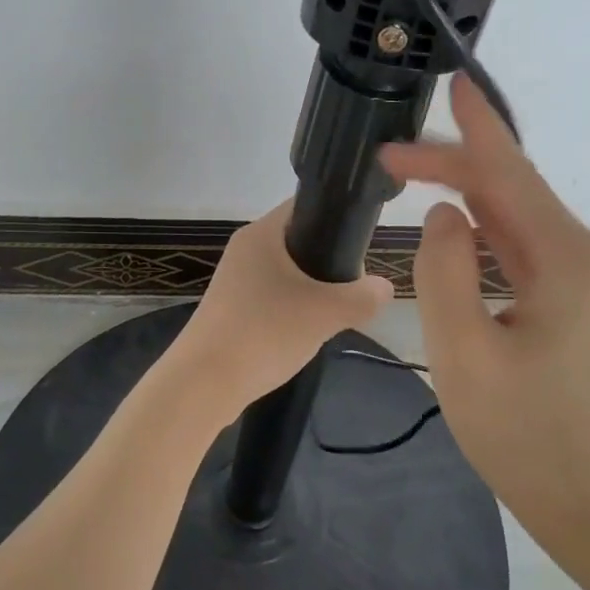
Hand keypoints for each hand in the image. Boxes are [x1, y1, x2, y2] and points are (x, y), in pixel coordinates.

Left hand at [174, 199, 394, 412]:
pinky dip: (291, 310)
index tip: (362, 244)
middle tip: (352, 289)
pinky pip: (272, 298)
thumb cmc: (265, 333)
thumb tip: (385, 288)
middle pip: (299, 241)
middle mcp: (244, 249)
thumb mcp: (326, 313)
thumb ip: (363, 297)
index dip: (337, 218)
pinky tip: (304, 333)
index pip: (306, 206)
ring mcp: (234, 280)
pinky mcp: (230, 308)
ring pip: (287, 274)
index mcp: (262, 233)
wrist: (204, 383)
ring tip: (332, 314)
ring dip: (312, 291)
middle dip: (329, 263)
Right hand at [379, 75, 589, 537]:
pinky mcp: (588, 310)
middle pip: (517, 196)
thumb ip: (444, 273)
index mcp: (570, 264)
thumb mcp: (465, 356)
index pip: (511, 177)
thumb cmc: (530, 442)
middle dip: (456, 170)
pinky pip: (532, 256)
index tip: (451, 83)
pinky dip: (491, 239)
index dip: (475, 131)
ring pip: (523, 226)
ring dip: (471, 204)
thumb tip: (446, 217)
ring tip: (418, 184)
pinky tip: (462, 236)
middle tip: (393, 161)